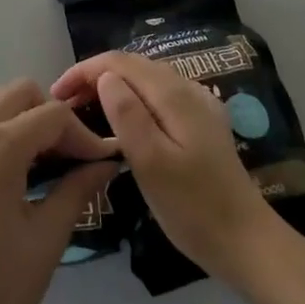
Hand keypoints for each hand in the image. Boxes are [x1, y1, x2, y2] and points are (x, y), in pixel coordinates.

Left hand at [0, 81, 119, 303]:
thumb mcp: (47, 237)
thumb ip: (77, 189)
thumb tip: (105, 164)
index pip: (51, 115)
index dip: (82, 134)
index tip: (100, 161)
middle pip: (17, 93)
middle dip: (49, 114)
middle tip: (67, 154)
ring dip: (19, 122)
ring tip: (39, 164)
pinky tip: (4, 181)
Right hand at [52, 51, 276, 286]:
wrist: (247, 242)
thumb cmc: (193, 207)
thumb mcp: (151, 163)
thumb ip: (127, 115)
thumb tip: (104, 77)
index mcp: (173, 94)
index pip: (119, 62)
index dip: (84, 70)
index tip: (57, 94)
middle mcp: (188, 88)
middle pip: (133, 65)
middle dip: (96, 76)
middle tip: (67, 105)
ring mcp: (199, 104)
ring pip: (146, 79)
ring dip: (113, 85)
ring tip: (87, 110)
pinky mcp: (202, 122)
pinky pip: (159, 95)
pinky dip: (133, 97)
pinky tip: (125, 120)